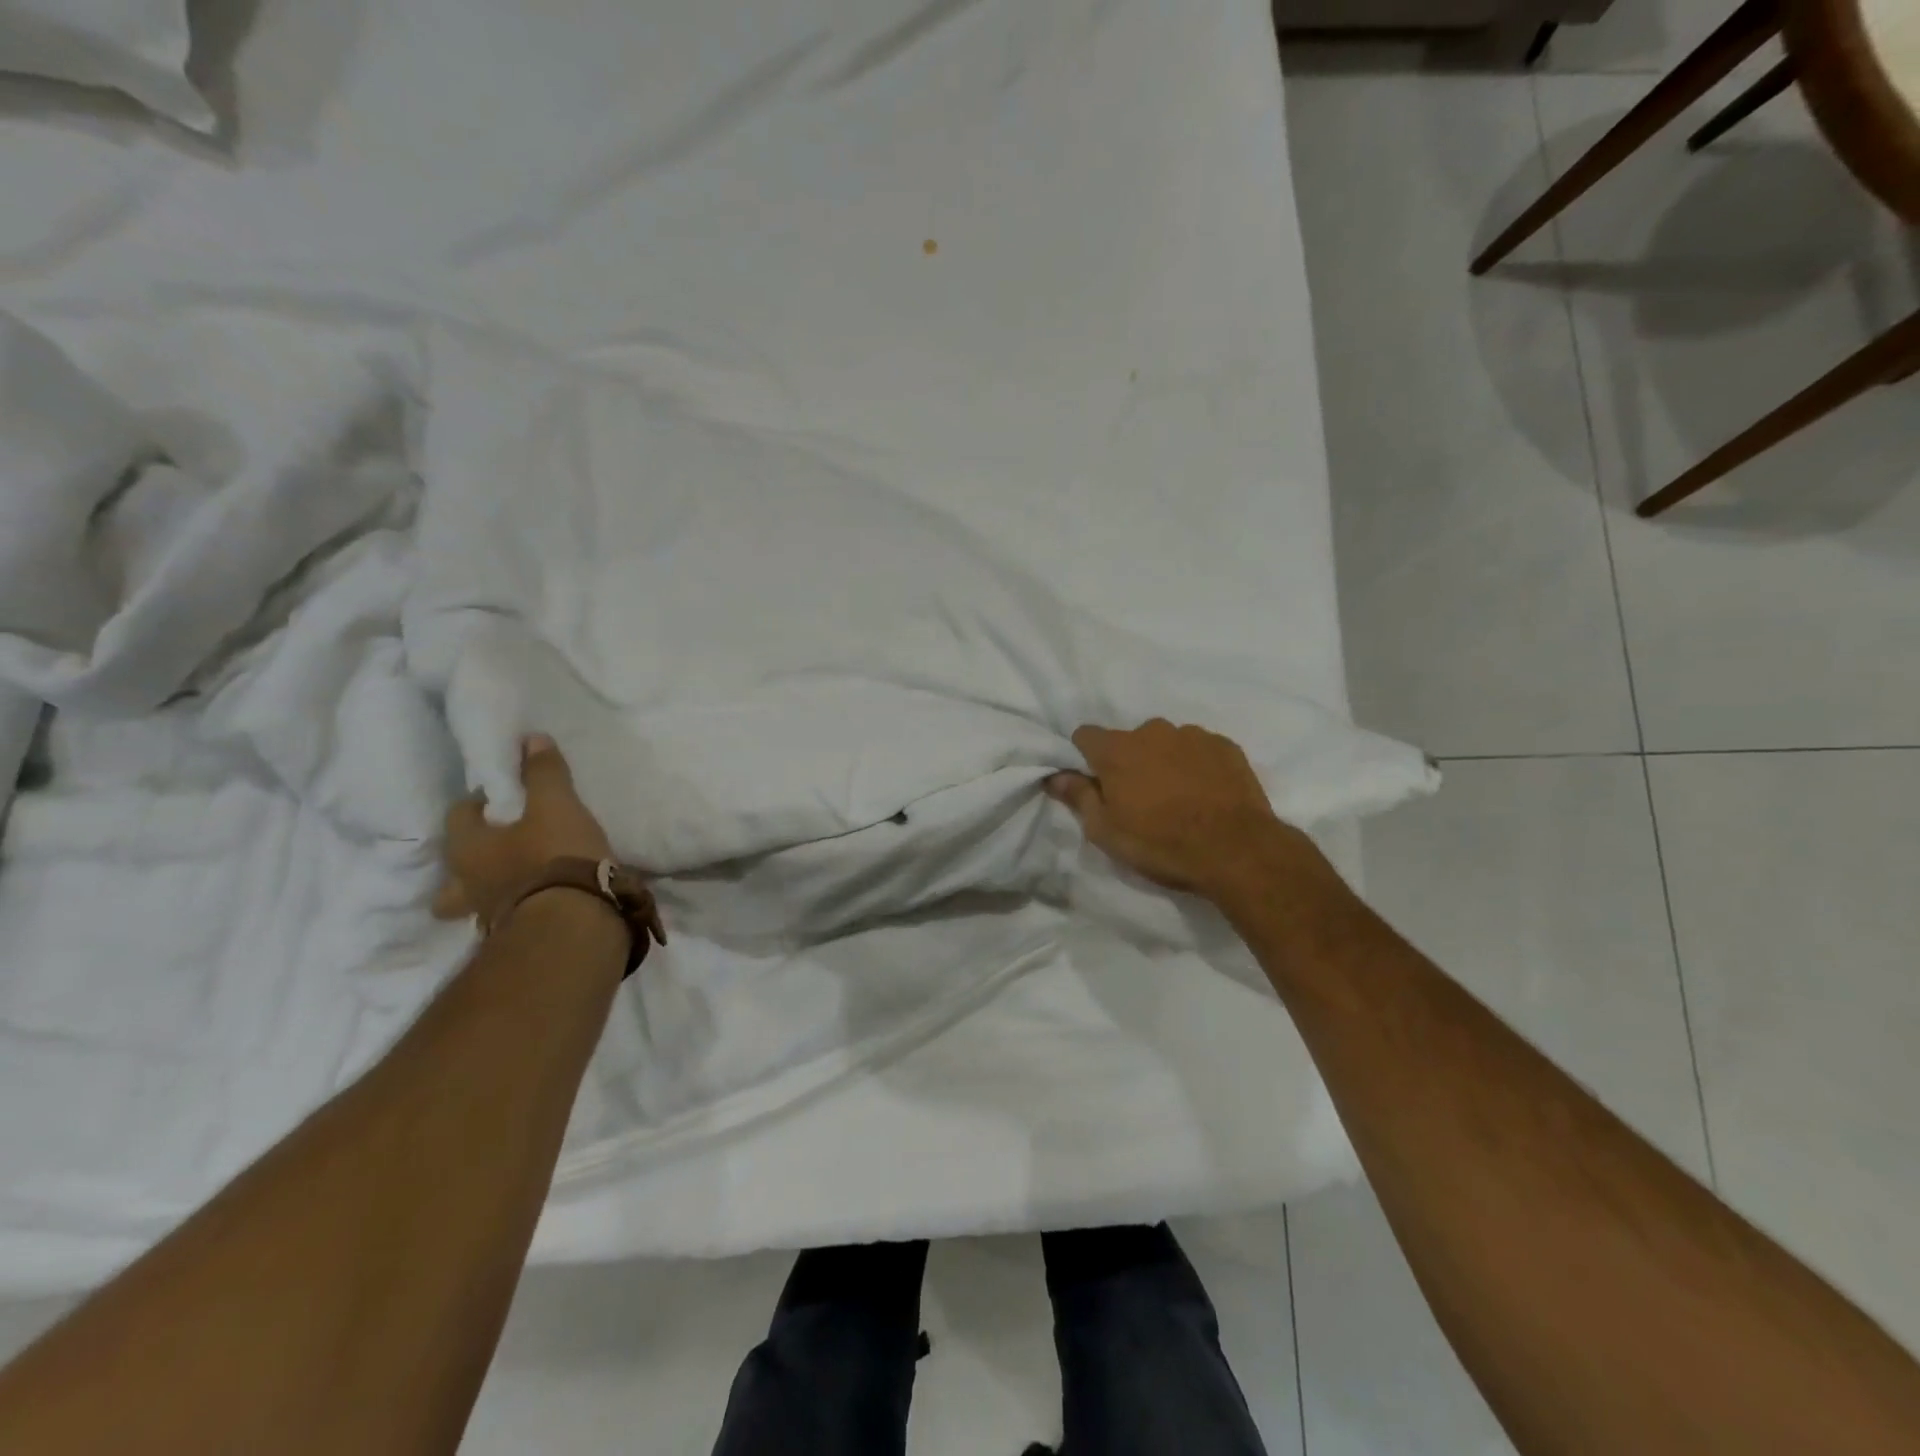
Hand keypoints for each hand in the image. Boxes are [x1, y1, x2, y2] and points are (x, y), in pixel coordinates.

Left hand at [432, 735, 613, 925]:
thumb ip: (544, 773)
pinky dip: (522, 910)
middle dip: (471, 862)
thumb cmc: (554, 856)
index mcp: (468, 848)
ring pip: (476, 902)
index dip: (479, 803)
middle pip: (453, 873)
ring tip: (520, 882)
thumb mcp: (556, 805)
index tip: (504, 798)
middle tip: (499, 850)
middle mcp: (467, 885)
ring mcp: (487, 917)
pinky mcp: (517, 938)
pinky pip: (510, 919)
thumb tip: (532, 739)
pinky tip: (543, 904)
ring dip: (492, 891)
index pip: (458, 816)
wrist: (574, 922)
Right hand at [1046, 719, 1292, 898]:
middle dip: (1130, 761)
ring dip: (1164, 761)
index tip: (1095, 781)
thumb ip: (1079, 797)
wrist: (1236, 850)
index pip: (1085, 735)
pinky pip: (1200, 749)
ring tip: (1177, 797)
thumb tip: (1055, 776)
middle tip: (1140, 797)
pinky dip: (1197, 765)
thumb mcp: (1106, 831)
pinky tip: (1205, 793)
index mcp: (1117, 750)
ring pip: (1167, 742)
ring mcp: (1192, 735)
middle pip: (1129, 739)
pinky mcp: (1225, 745)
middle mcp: (1152, 731)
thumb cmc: (1160, 843)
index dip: (1086, 756)